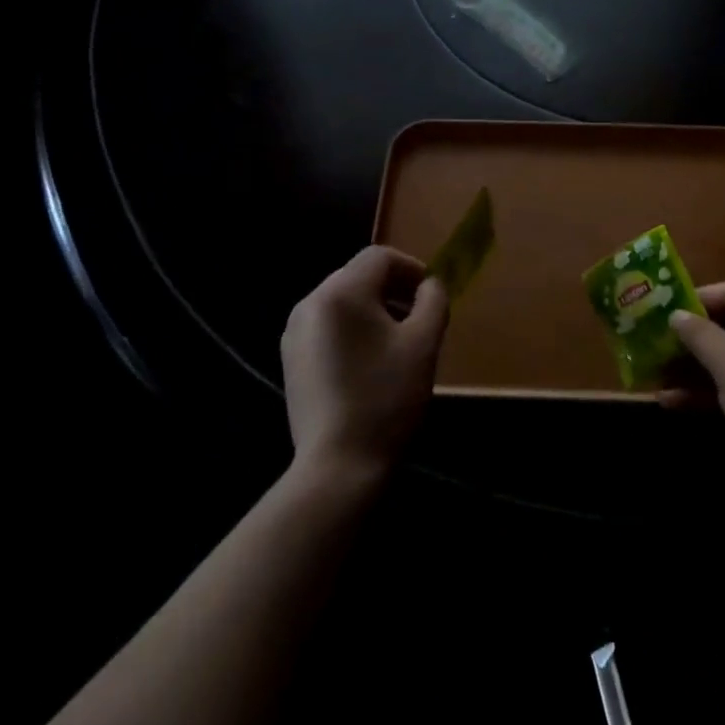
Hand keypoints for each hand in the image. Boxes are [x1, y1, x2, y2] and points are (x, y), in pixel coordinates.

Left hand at [281, 248, 448, 482]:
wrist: (338, 467)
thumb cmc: (386, 399)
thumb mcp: (424, 344)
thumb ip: (433, 301)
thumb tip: (429, 285)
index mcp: (341, 292)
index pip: (379, 257)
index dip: (411, 268)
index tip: (431, 295)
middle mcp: (310, 302)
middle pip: (358, 276)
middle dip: (393, 289)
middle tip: (419, 318)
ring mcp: (295, 332)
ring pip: (343, 301)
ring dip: (373, 309)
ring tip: (397, 342)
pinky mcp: (291, 358)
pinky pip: (327, 325)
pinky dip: (352, 329)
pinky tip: (369, 362)